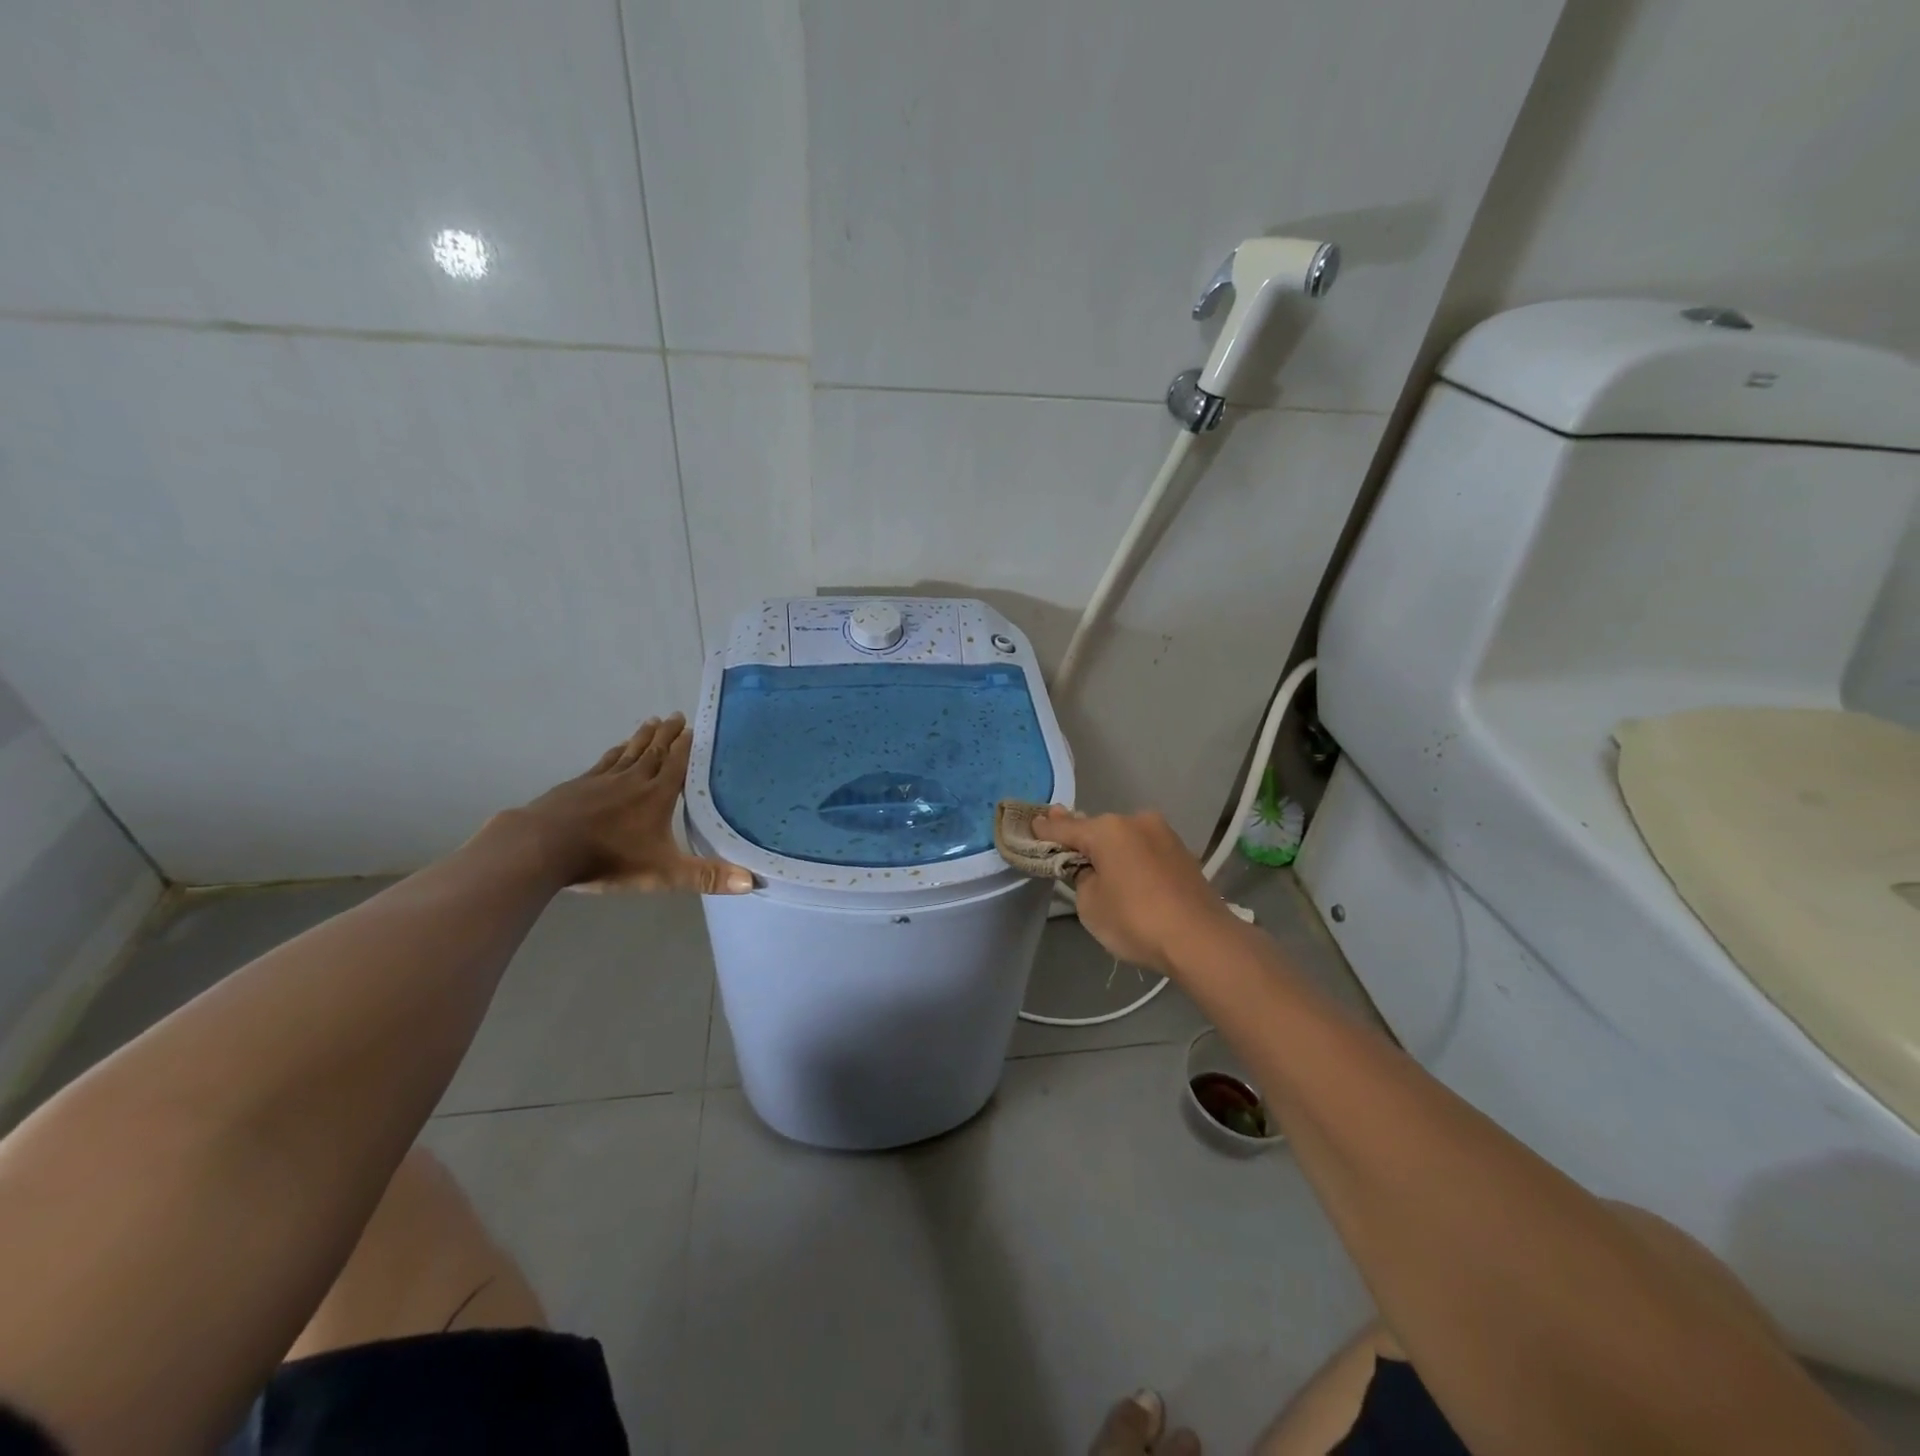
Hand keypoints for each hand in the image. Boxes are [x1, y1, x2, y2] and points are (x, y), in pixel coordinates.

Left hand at [511, 714, 752, 893]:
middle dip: (668, 734)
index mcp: (657, 796)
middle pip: (655, 751)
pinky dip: (614, 752)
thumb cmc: (609, 858)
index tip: (695, 727)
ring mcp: (602, 780)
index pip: (677, 764)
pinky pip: (603, 762)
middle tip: (676, 715)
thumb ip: (706, 876)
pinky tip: (616, 748)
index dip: (687, 746)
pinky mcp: (578, 786)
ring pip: (629, 752)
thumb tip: (751, 881)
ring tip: (652, 722)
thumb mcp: (664, 873)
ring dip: (643, 737)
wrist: (544, 847)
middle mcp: (633, 780)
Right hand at [1033, 807, 1238, 975]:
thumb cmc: (1135, 920)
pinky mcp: (1182, 852)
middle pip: (1098, 830)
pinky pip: (1145, 851)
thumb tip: (1089, 865)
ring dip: (1112, 851)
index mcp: (1108, 829)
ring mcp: (1164, 834)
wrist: (1201, 940)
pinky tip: (1130, 878)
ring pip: (1125, 839)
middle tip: (1066, 853)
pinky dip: (1133, 860)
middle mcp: (1136, 821)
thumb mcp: (1090, 903)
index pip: (1066, 828)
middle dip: (1083, 841)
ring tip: (1101, 871)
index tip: (1031, 824)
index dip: (1046, 830)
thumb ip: (1081, 876)